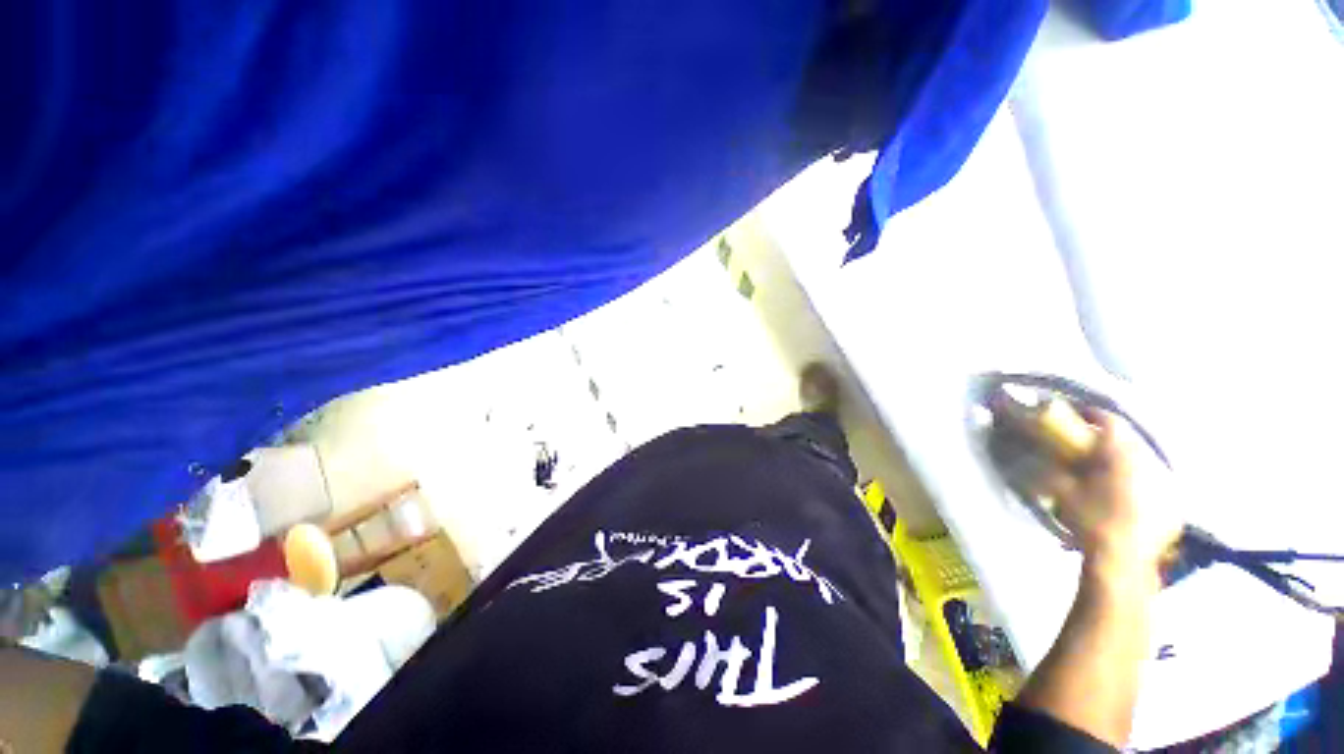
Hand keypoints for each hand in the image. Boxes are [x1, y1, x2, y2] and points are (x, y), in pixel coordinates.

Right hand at [1044, 410, 1183, 586]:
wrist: (1124, 561)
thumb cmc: (1091, 519)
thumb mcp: (1061, 491)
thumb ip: (1050, 468)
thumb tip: (1035, 454)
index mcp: (1121, 454)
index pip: (1109, 420)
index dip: (1091, 414)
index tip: (1076, 414)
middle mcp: (1148, 462)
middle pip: (1129, 440)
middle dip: (1109, 440)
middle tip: (1089, 446)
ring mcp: (1165, 484)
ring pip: (1144, 461)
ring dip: (1126, 460)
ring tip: (1109, 470)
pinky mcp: (1173, 505)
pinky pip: (1155, 483)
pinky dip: (1140, 481)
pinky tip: (1128, 494)